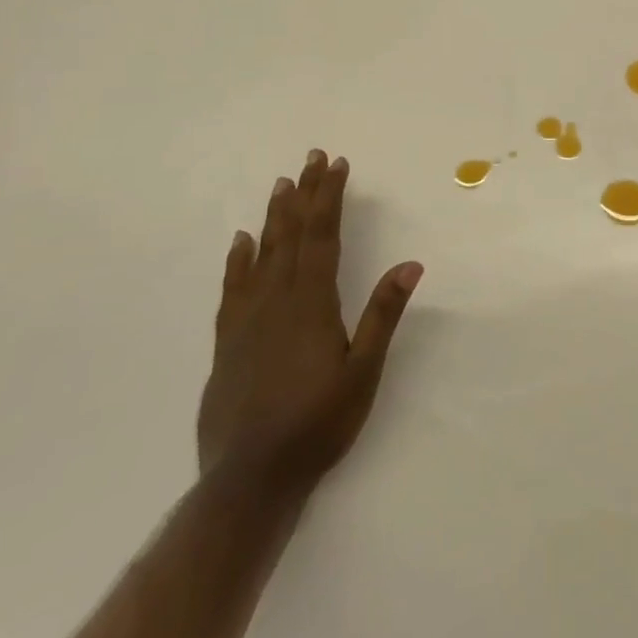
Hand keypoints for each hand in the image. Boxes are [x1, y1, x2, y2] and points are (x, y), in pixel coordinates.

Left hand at [196, 150, 422, 492]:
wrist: (251, 480)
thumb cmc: (318, 424)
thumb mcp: (364, 372)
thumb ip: (383, 314)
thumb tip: (410, 264)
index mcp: (312, 303)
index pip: (322, 236)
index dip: (330, 198)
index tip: (337, 165)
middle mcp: (277, 301)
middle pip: (291, 235)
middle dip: (304, 194)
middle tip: (311, 158)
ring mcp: (247, 320)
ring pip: (262, 254)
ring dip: (274, 216)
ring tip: (281, 185)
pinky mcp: (228, 342)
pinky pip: (232, 287)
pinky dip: (238, 260)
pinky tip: (241, 242)